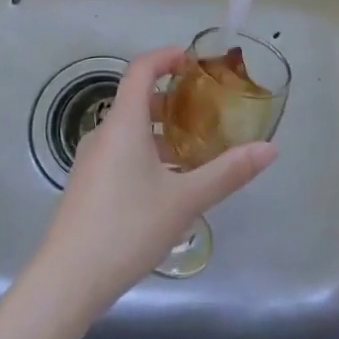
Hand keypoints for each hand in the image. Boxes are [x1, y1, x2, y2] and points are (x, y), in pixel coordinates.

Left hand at [28, 45, 277, 320]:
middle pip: (135, 99)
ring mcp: (90, 161)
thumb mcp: (185, 200)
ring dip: (159, 130)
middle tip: (204, 109)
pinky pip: (119, 153)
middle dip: (170, 98)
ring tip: (193, 150)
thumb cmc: (128, 228)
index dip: (166, 56)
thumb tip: (271, 148)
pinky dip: (145, 152)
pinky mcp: (86, 186)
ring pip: (128, 130)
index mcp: (123, 124)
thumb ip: (228, 172)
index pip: (140, 69)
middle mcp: (102, 134)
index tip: (193, 59)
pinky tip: (166, 185)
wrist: (67, 281)